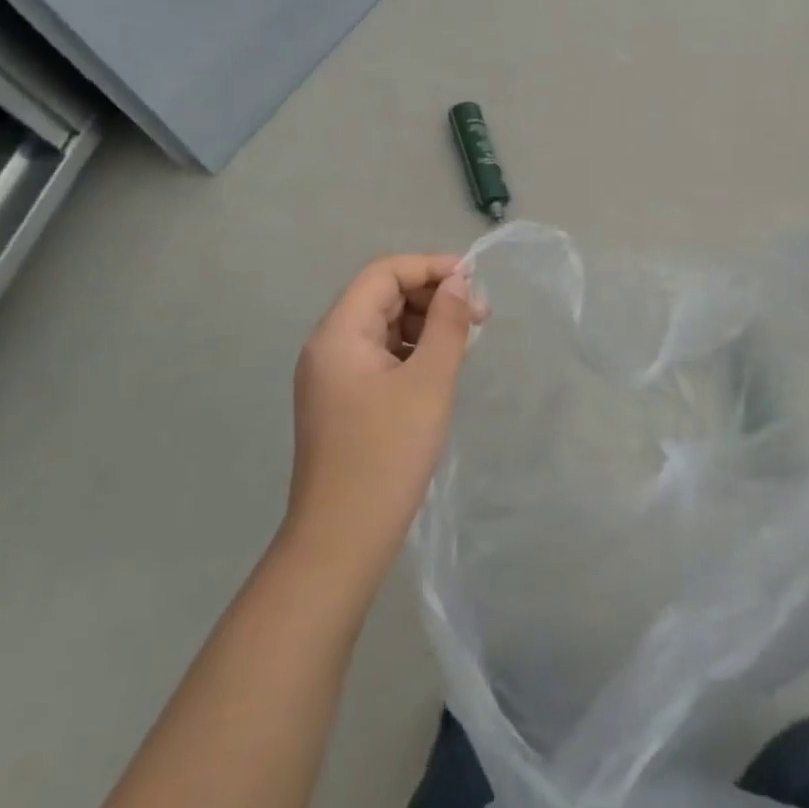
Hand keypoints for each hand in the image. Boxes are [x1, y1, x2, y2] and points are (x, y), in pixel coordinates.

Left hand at [284, 254, 483, 589]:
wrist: (342, 540)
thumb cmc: (388, 454)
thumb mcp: (429, 382)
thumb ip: (447, 324)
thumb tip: (459, 282)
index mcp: (339, 333)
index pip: (384, 273)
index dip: (430, 267)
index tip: (475, 280)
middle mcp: (329, 346)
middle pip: (382, 296)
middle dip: (432, 296)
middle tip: (479, 316)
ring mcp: (333, 375)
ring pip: (384, 325)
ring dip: (426, 323)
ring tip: (465, 341)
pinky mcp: (344, 400)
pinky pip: (381, 355)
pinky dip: (413, 350)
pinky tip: (441, 366)